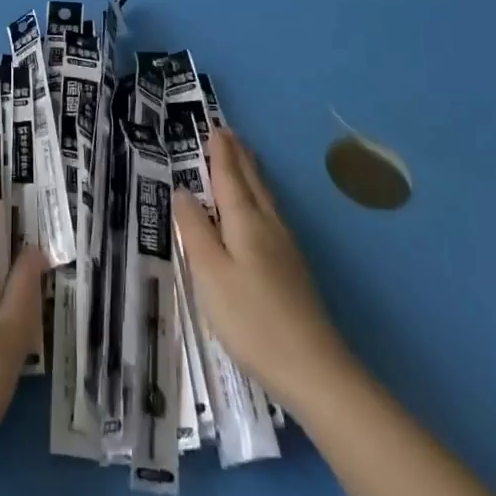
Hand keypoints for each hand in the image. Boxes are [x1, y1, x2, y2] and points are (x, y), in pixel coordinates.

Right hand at [173, 125, 353, 406]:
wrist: (313, 368)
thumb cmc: (251, 318)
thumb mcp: (209, 273)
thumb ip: (194, 230)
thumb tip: (183, 191)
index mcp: (245, 221)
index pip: (229, 176)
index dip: (220, 152)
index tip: (214, 126)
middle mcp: (268, 225)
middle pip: (252, 182)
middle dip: (238, 156)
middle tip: (228, 133)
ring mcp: (285, 248)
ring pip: (265, 198)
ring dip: (252, 173)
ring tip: (244, 158)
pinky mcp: (292, 269)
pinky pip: (271, 214)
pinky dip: (260, 197)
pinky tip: (260, 209)